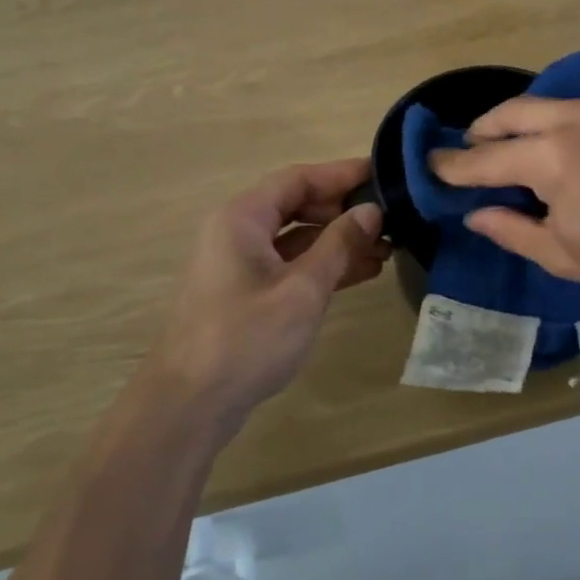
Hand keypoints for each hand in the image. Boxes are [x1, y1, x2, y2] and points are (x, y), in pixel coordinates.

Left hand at [151, 160, 387, 423]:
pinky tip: (361, 273)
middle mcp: (238, 231)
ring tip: (387, 249)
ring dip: (338, 241)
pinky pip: (290, 264)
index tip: (383, 173)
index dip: (342, 173)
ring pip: (297, 237)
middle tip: (390, 218)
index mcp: (243, 217)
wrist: (189, 405)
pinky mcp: (246, 292)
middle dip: (344, 211)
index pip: (299, 178)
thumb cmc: (247, 338)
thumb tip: (372, 210)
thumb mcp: (303, 289)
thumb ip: (340, 244)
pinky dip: (322, 265)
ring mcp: (240, 263)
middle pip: (297, 204)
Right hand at [428, 97, 579, 316]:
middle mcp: (577, 119)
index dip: (456, 165)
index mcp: (554, 157)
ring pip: (547, 104)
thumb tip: (476, 214)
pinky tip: (559, 148)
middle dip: (482, 130)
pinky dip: (556, 122)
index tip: (432, 166)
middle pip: (512, 112)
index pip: (488, 158)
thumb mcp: (562, 255)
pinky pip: (579, 108)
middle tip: (467, 151)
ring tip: (509, 148)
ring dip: (520, 122)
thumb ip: (511, 229)